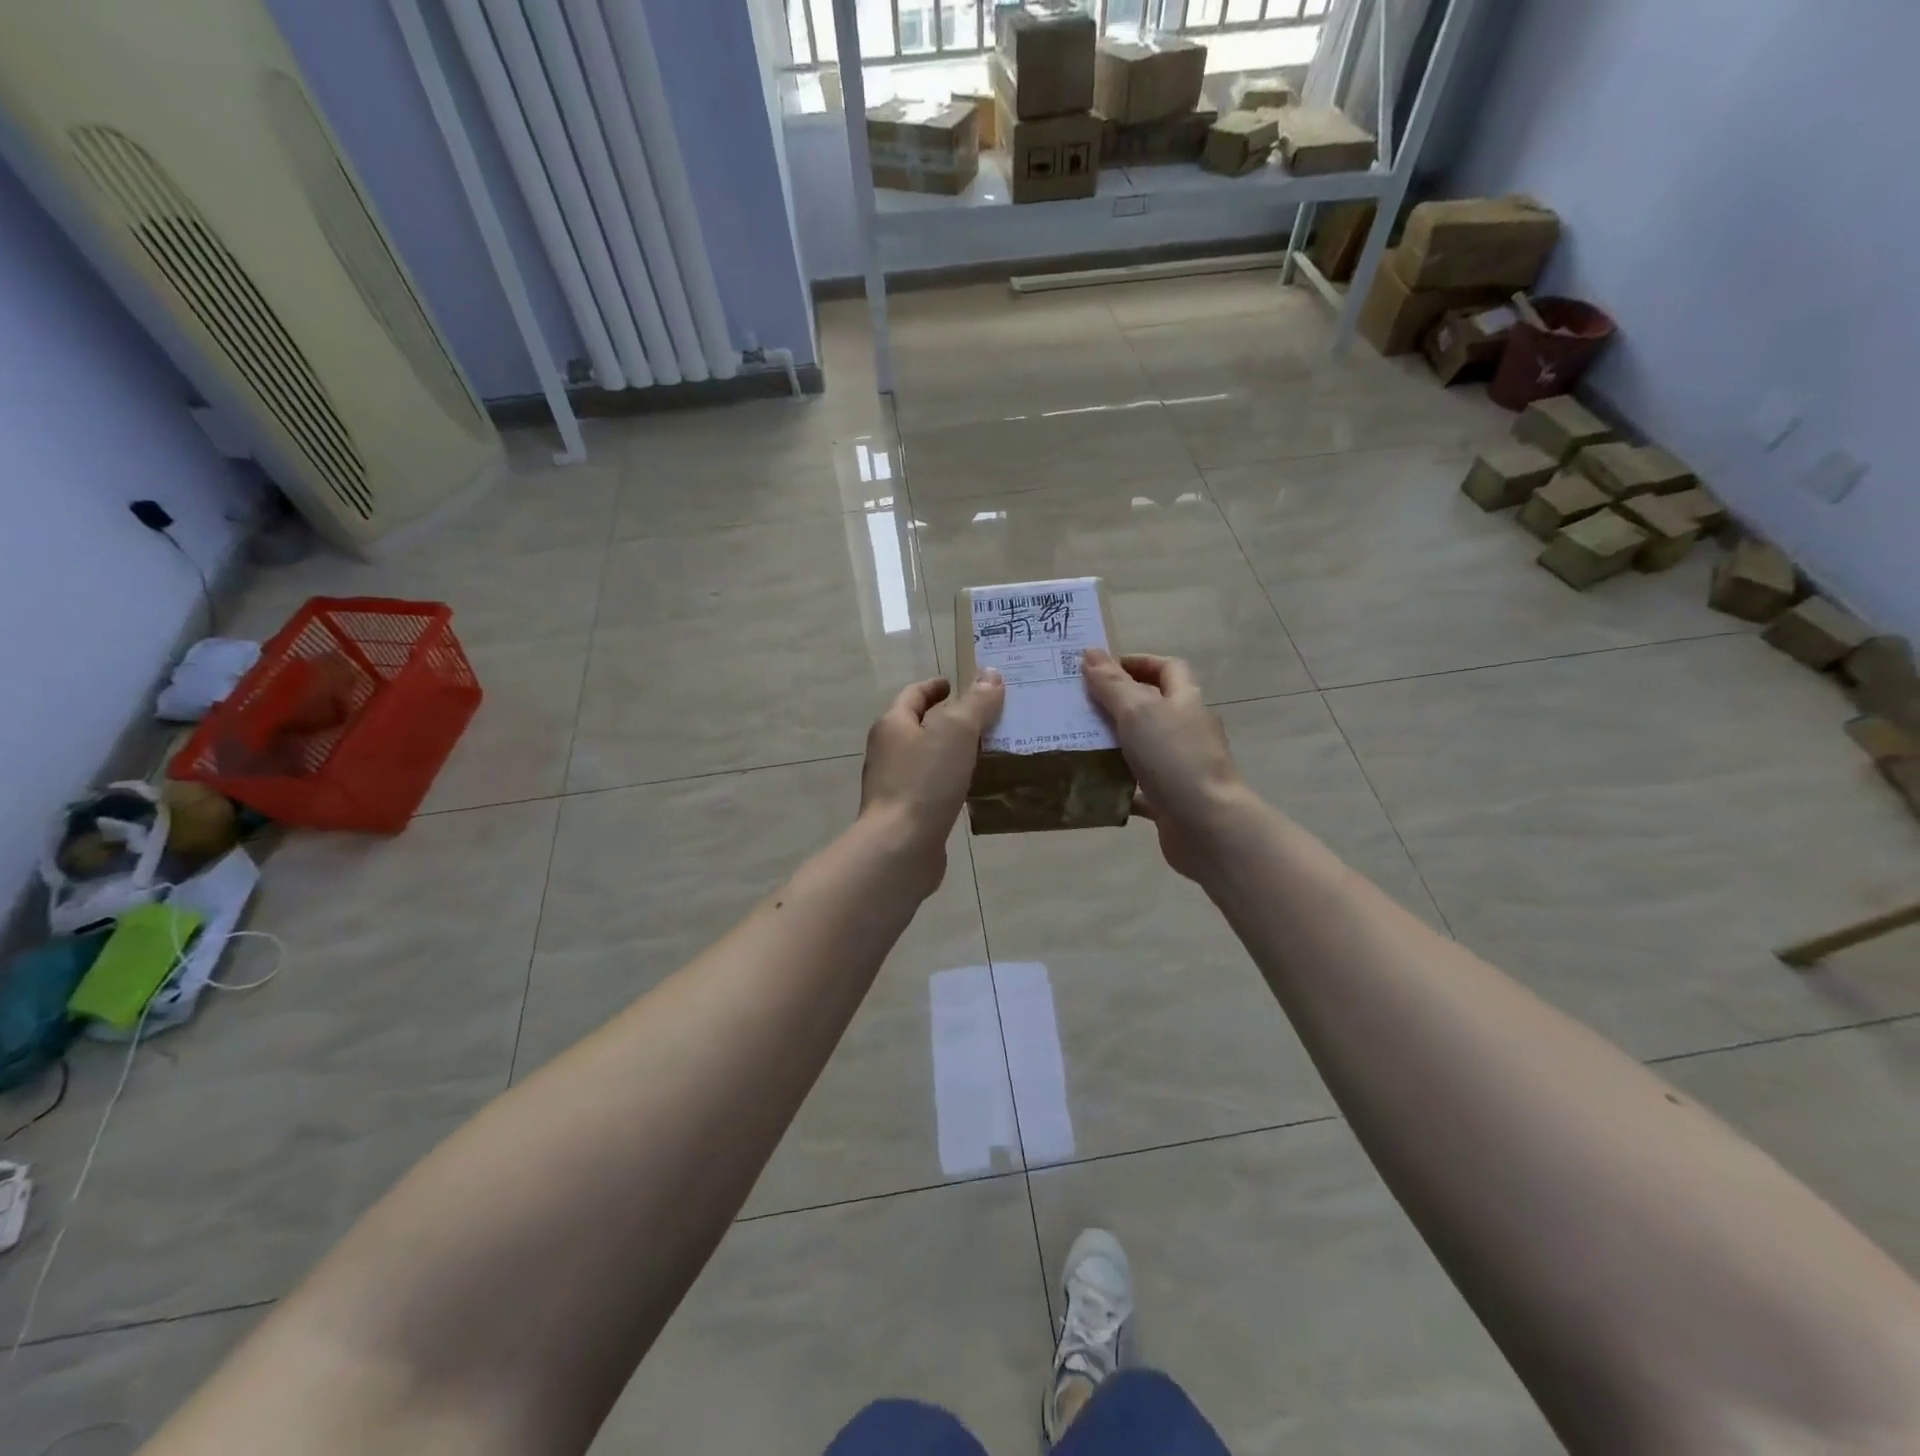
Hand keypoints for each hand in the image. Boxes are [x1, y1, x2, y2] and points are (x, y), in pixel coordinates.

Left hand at [860, 671, 1005, 890]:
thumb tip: (991, 674)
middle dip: (948, 720)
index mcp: (892, 725)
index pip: (913, 695)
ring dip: (951, 752)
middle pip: (918, 726)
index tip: (955, 684)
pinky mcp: (906, 814)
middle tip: (984, 717)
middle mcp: (888, 752)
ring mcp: (894, 785)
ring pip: (927, 759)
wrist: (900, 847)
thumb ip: (975, 703)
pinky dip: (951, 782)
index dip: (934, 687)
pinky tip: (974, 788)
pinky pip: (932, 788)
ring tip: (987, 751)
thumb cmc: (925, 781)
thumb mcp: (956, 732)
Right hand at [1081, 649, 1247, 879]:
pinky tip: (1092, 785)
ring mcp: (1181, 767)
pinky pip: (1139, 787)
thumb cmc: (1174, 759)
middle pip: (1153, 707)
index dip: (1139, 662)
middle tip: (1080, 705)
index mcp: (1186, 702)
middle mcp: (1187, 730)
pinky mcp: (1171, 799)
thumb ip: (1112, 684)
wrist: (1208, 826)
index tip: (1103, 667)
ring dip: (1115, 744)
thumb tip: (1091, 652)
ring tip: (1078, 742)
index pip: (1168, 668)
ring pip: (1144, 747)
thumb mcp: (1138, 712)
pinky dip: (1118, 784)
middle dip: (1118, 703)